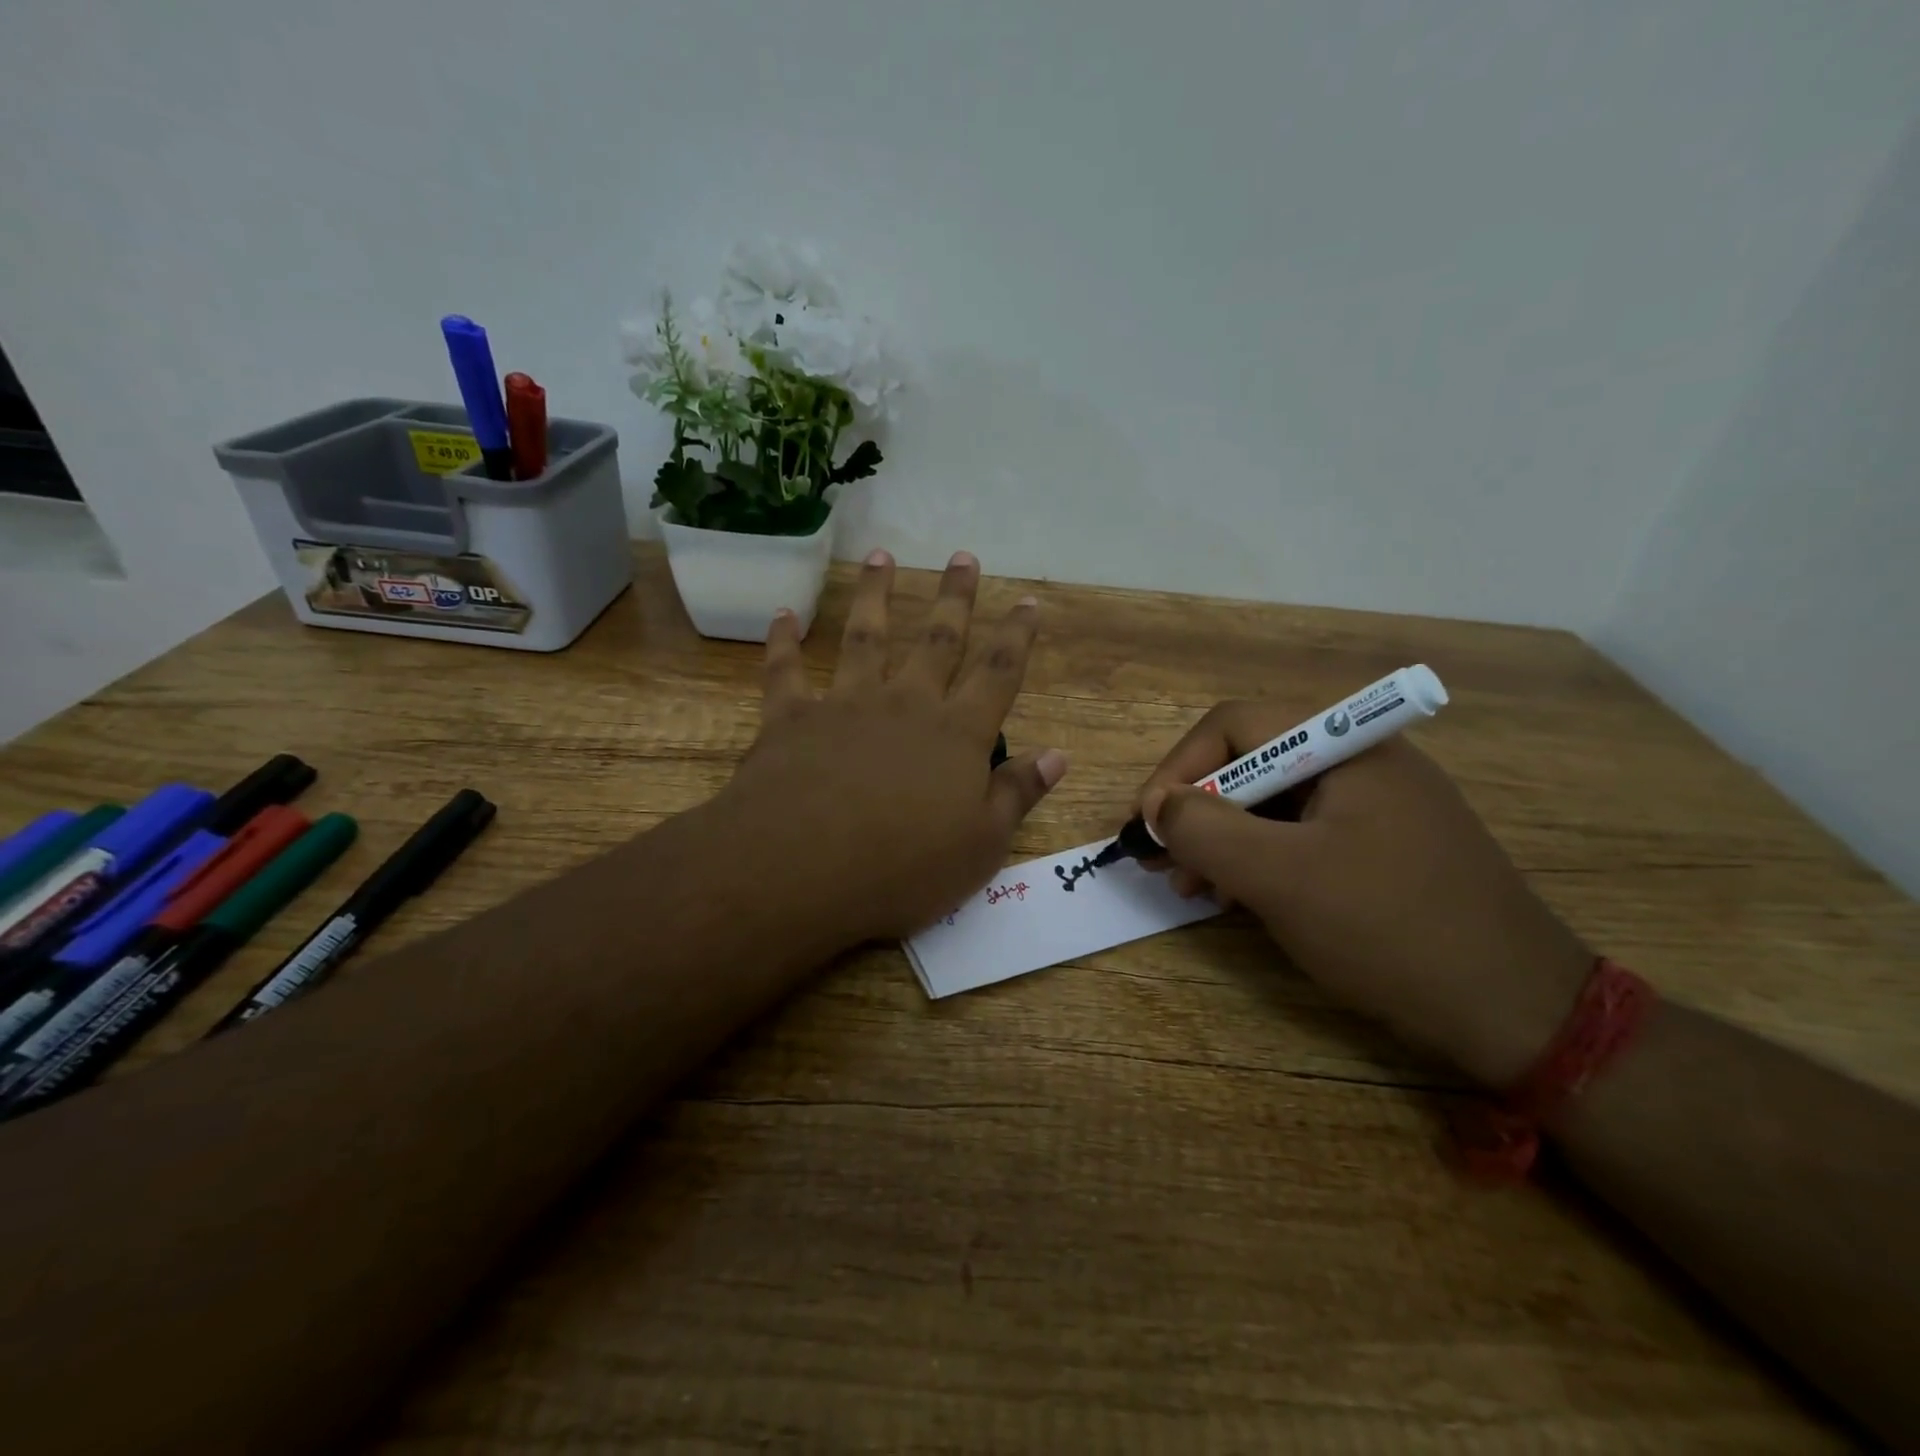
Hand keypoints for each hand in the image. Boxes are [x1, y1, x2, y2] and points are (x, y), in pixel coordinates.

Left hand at [716, 550, 1067, 946]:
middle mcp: (905, 704)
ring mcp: (846, 704)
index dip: (1016, 637)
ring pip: (865, 638)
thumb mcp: (981, 846)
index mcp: (956, 734)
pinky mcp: (791, 718)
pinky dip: (783, 641)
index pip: (997, 674)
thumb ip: (1017, 795)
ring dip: (876, 595)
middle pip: (937, 641)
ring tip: (883, 556)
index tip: (1027, 603)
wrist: (802, 869)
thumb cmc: (904, 868)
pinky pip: (786, 671)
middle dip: (954, 598)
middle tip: (963, 557)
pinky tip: (783, 615)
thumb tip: (1058, 756)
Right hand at [1137, 704, 1590, 1087]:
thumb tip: (1157, 806)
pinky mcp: (1384, 846)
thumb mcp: (1280, 877)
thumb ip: (1205, 830)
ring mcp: (1377, 804)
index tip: (1147, 824)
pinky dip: (1260, 860)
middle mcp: (1362, 760)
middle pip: (1251, 762)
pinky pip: (1302, 835)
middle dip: (1198, 811)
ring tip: (1194, 888)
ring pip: (1272, 803)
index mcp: (1346, 745)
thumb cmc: (1391, 929)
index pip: (1235, 725)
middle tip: (1165, 862)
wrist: (1520, 1013)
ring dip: (1223, 839)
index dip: (1179, 769)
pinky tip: (1241, 898)